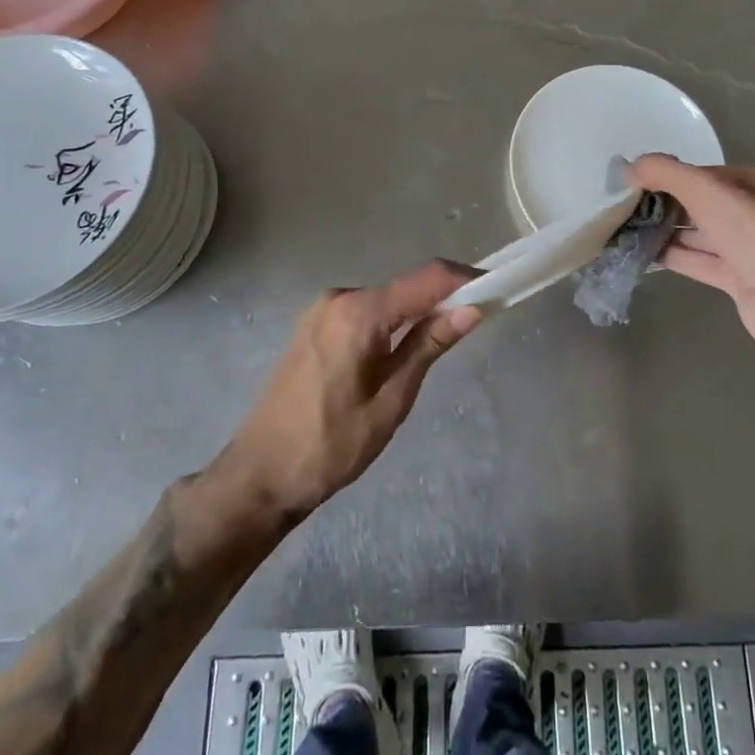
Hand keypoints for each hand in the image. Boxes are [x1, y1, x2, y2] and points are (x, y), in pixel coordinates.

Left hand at [218, 261, 482, 519]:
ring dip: (414, 314)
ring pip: (384, 301)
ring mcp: (322, 309)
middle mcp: (339, 297)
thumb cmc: (330, 446)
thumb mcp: (391, 400)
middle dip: (441, 299)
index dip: (463, 278)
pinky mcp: (313, 325)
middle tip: (473, 323)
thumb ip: (428, 345)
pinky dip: (389, 323)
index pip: (425, 279)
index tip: (496, 286)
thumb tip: (471, 308)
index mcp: (359, 312)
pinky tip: (397, 352)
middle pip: (404, 287)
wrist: (258, 476)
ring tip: (438, 345)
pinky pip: (363, 313)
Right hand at [627, 155, 754, 364]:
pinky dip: (674, 255)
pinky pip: (700, 260)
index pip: (705, 174)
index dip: (670, 176)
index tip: (634, 183)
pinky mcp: (741, 279)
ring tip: (625, 228)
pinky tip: (642, 252)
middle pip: (701, 202)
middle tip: (625, 206)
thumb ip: (667, 173)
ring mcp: (751, 248)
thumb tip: (630, 166)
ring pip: (700, 233)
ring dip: (666, 230)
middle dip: (665, 203)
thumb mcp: (708, 192)